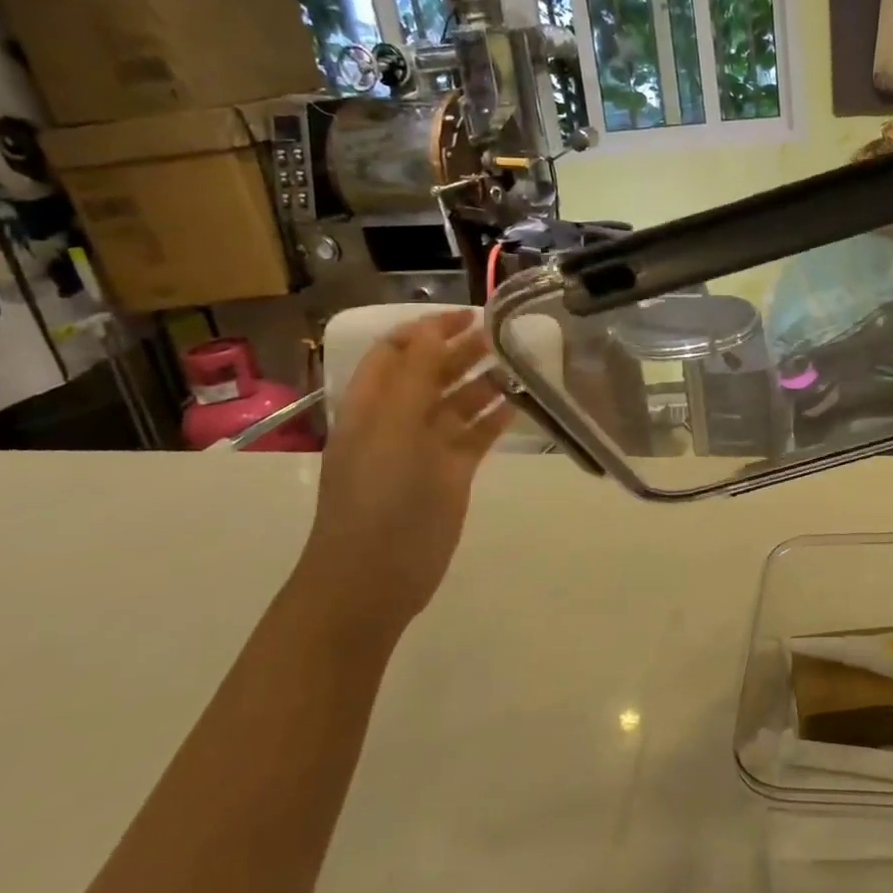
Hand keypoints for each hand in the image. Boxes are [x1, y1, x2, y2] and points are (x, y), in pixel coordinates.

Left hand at [298, 310, 510, 633]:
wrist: (375, 577)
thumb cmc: (379, 497)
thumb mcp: (393, 427)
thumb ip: (415, 376)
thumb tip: (433, 329)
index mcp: (372, 404)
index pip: (397, 351)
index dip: (428, 329)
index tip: (470, 316)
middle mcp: (397, 420)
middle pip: (430, 373)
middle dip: (462, 350)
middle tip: (503, 336)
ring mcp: (426, 448)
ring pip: (457, 403)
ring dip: (484, 382)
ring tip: (519, 364)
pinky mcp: (451, 474)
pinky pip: (475, 435)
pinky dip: (495, 418)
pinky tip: (519, 404)